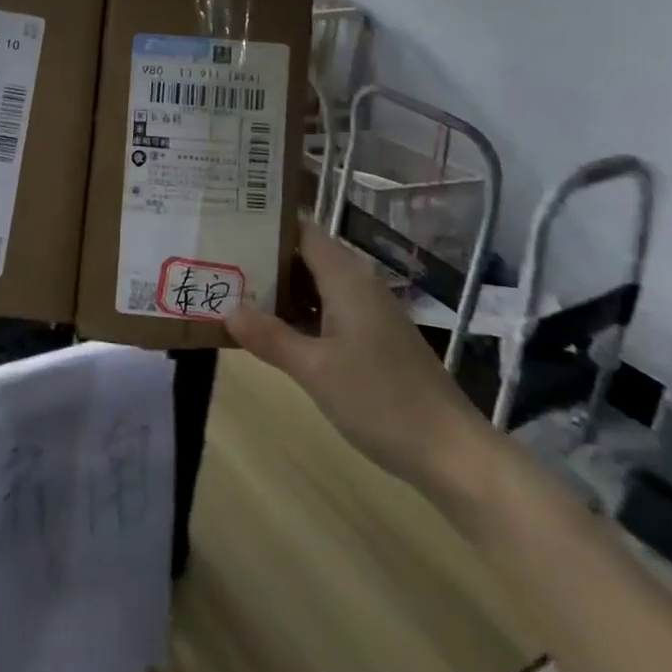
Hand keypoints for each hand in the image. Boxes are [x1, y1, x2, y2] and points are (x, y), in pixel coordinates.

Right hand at [227, 218, 500, 499]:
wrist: (452, 453)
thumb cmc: (381, 401)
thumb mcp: (315, 370)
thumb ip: (270, 337)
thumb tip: (227, 308)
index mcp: (346, 278)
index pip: (301, 229)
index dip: (266, 221)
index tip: (227, 217)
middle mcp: (358, 284)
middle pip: (305, 254)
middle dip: (264, 254)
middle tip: (218, 254)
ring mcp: (367, 312)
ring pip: (315, 283)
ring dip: (278, 286)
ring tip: (232, 285)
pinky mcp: (372, 337)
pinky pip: (326, 308)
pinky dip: (298, 311)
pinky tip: (271, 327)